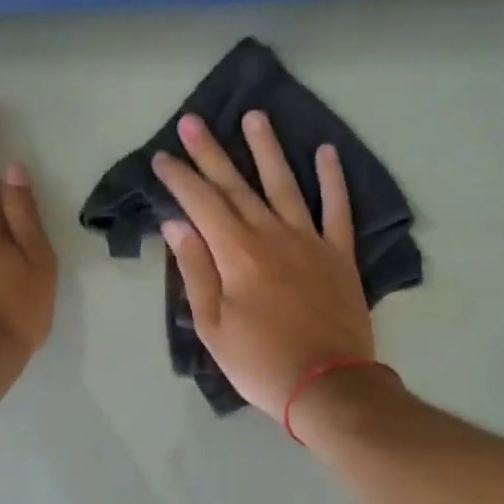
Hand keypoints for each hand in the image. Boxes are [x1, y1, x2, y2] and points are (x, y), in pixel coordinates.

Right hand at [152, 110, 374, 413]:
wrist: (327, 385)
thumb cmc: (260, 363)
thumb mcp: (213, 326)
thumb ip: (195, 271)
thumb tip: (177, 225)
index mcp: (237, 254)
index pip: (201, 204)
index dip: (180, 179)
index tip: (163, 157)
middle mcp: (272, 235)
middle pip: (237, 186)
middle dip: (211, 153)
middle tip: (193, 121)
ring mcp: (310, 241)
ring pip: (285, 185)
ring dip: (267, 150)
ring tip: (255, 117)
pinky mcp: (340, 256)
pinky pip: (338, 209)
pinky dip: (333, 180)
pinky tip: (327, 153)